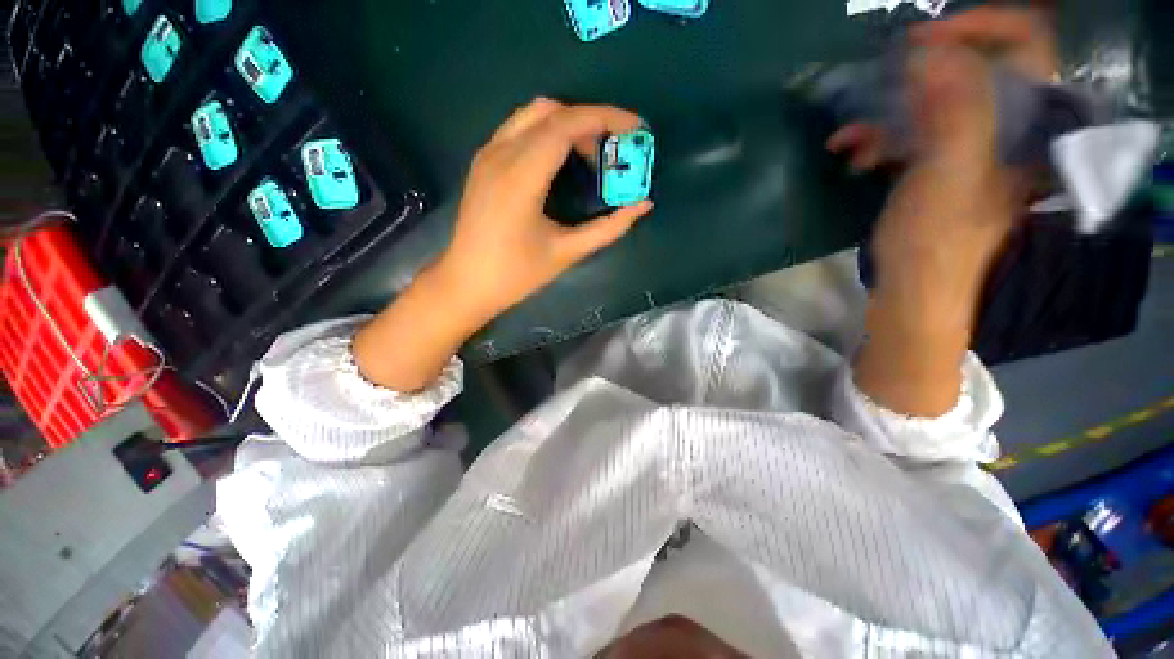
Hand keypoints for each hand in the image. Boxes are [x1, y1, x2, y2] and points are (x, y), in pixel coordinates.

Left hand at [354, 99, 651, 391]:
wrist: (465, 283)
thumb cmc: (515, 275)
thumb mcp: (567, 253)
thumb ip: (608, 228)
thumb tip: (643, 205)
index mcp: (520, 177)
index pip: (566, 125)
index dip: (606, 118)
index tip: (637, 128)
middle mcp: (500, 154)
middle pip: (551, 111)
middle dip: (590, 121)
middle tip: (613, 151)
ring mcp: (487, 155)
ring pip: (533, 115)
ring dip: (568, 125)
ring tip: (591, 155)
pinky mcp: (483, 163)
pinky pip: (520, 129)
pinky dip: (549, 133)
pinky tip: (562, 161)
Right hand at [848, 9, 1058, 416]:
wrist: (914, 294)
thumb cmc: (935, 242)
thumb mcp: (947, 174)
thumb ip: (953, 108)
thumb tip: (931, 51)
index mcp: (1027, 125)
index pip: (1024, 44)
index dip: (976, 28)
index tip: (920, 41)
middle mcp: (1006, 129)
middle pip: (971, 70)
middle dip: (917, 76)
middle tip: (875, 88)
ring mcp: (971, 149)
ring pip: (935, 104)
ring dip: (887, 114)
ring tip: (848, 138)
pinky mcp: (939, 169)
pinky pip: (914, 135)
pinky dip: (881, 139)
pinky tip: (853, 156)